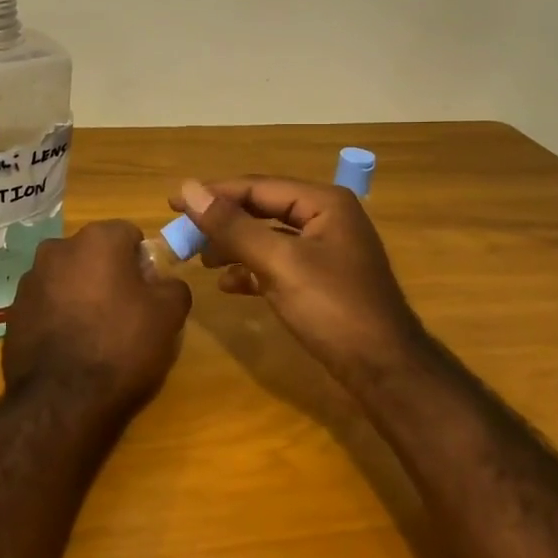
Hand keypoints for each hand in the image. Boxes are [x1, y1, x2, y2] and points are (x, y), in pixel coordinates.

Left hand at [3, 220, 191, 411]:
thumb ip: (173, 286)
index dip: (142, 261)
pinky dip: (58, 315)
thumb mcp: (168, 316)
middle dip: (109, 274)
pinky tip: (69, 347)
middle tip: (125, 312)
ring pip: (67, 277)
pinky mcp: (13, 311)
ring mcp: (29, 279)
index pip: (128, 234)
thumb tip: (163, 283)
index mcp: (96, 240)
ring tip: (94, 334)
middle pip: (94, 254)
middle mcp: (57, 249)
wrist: (61, 400)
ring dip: (81, 294)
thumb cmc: (121, 346)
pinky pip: (46, 304)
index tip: (148, 292)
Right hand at [171, 177, 426, 384]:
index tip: (173, 203)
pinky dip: (251, 269)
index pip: (257, 187)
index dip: (213, 194)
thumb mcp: (278, 263)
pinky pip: (278, 262)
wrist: (384, 370)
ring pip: (267, 236)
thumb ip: (232, 226)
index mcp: (323, 203)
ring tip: (202, 259)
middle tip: (183, 232)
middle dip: (222, 221)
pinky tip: (229, 284)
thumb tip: (188, 189)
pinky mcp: (321, 279)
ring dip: (233, 245)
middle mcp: (327, 218)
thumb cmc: (333, 308)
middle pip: (262, 208)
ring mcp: (326, 250)